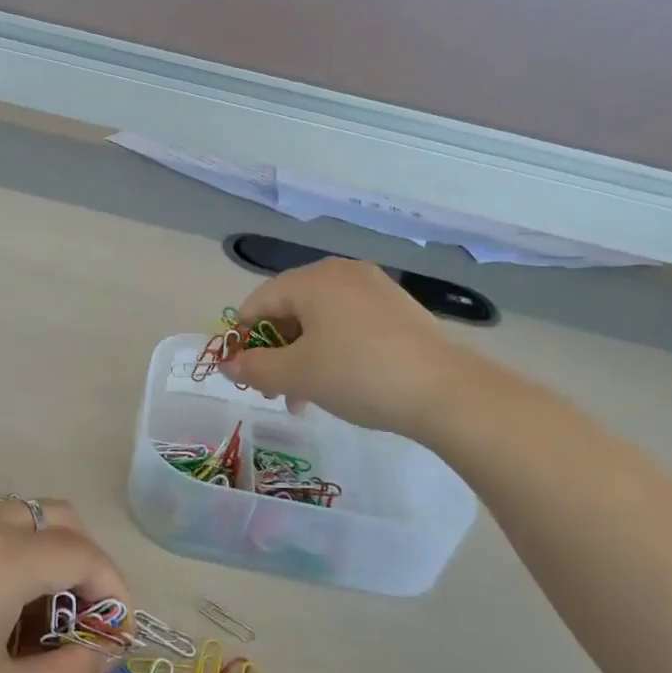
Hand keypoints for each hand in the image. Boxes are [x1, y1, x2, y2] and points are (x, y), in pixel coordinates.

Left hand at [0, 499, 128, 672]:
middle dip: (82, 563)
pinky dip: (6, 559)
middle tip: (79, 622)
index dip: (113, 590)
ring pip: (17, 521)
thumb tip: (106, 655)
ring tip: (33, 625)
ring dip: (43, 558)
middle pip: (55, 519)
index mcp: (7, 556)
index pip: (84, 553)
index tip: (118, 636)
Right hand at [220, 258, 467, 438]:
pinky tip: (339, 383)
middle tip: (276, 392)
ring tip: (305, 399)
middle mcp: (341, 273)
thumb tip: (227, 365)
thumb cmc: (359, 374)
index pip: (258, 303)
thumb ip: (255, 368)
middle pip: (289, 310)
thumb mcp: (298, 375)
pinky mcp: (396, 308)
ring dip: (302, 357)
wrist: (445, 391)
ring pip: (319, 321)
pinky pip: (347, 324)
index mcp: (312, 279)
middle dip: (276, 353)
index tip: (245, 376)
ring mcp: (373, 288)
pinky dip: (332, 350)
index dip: (244, 340)